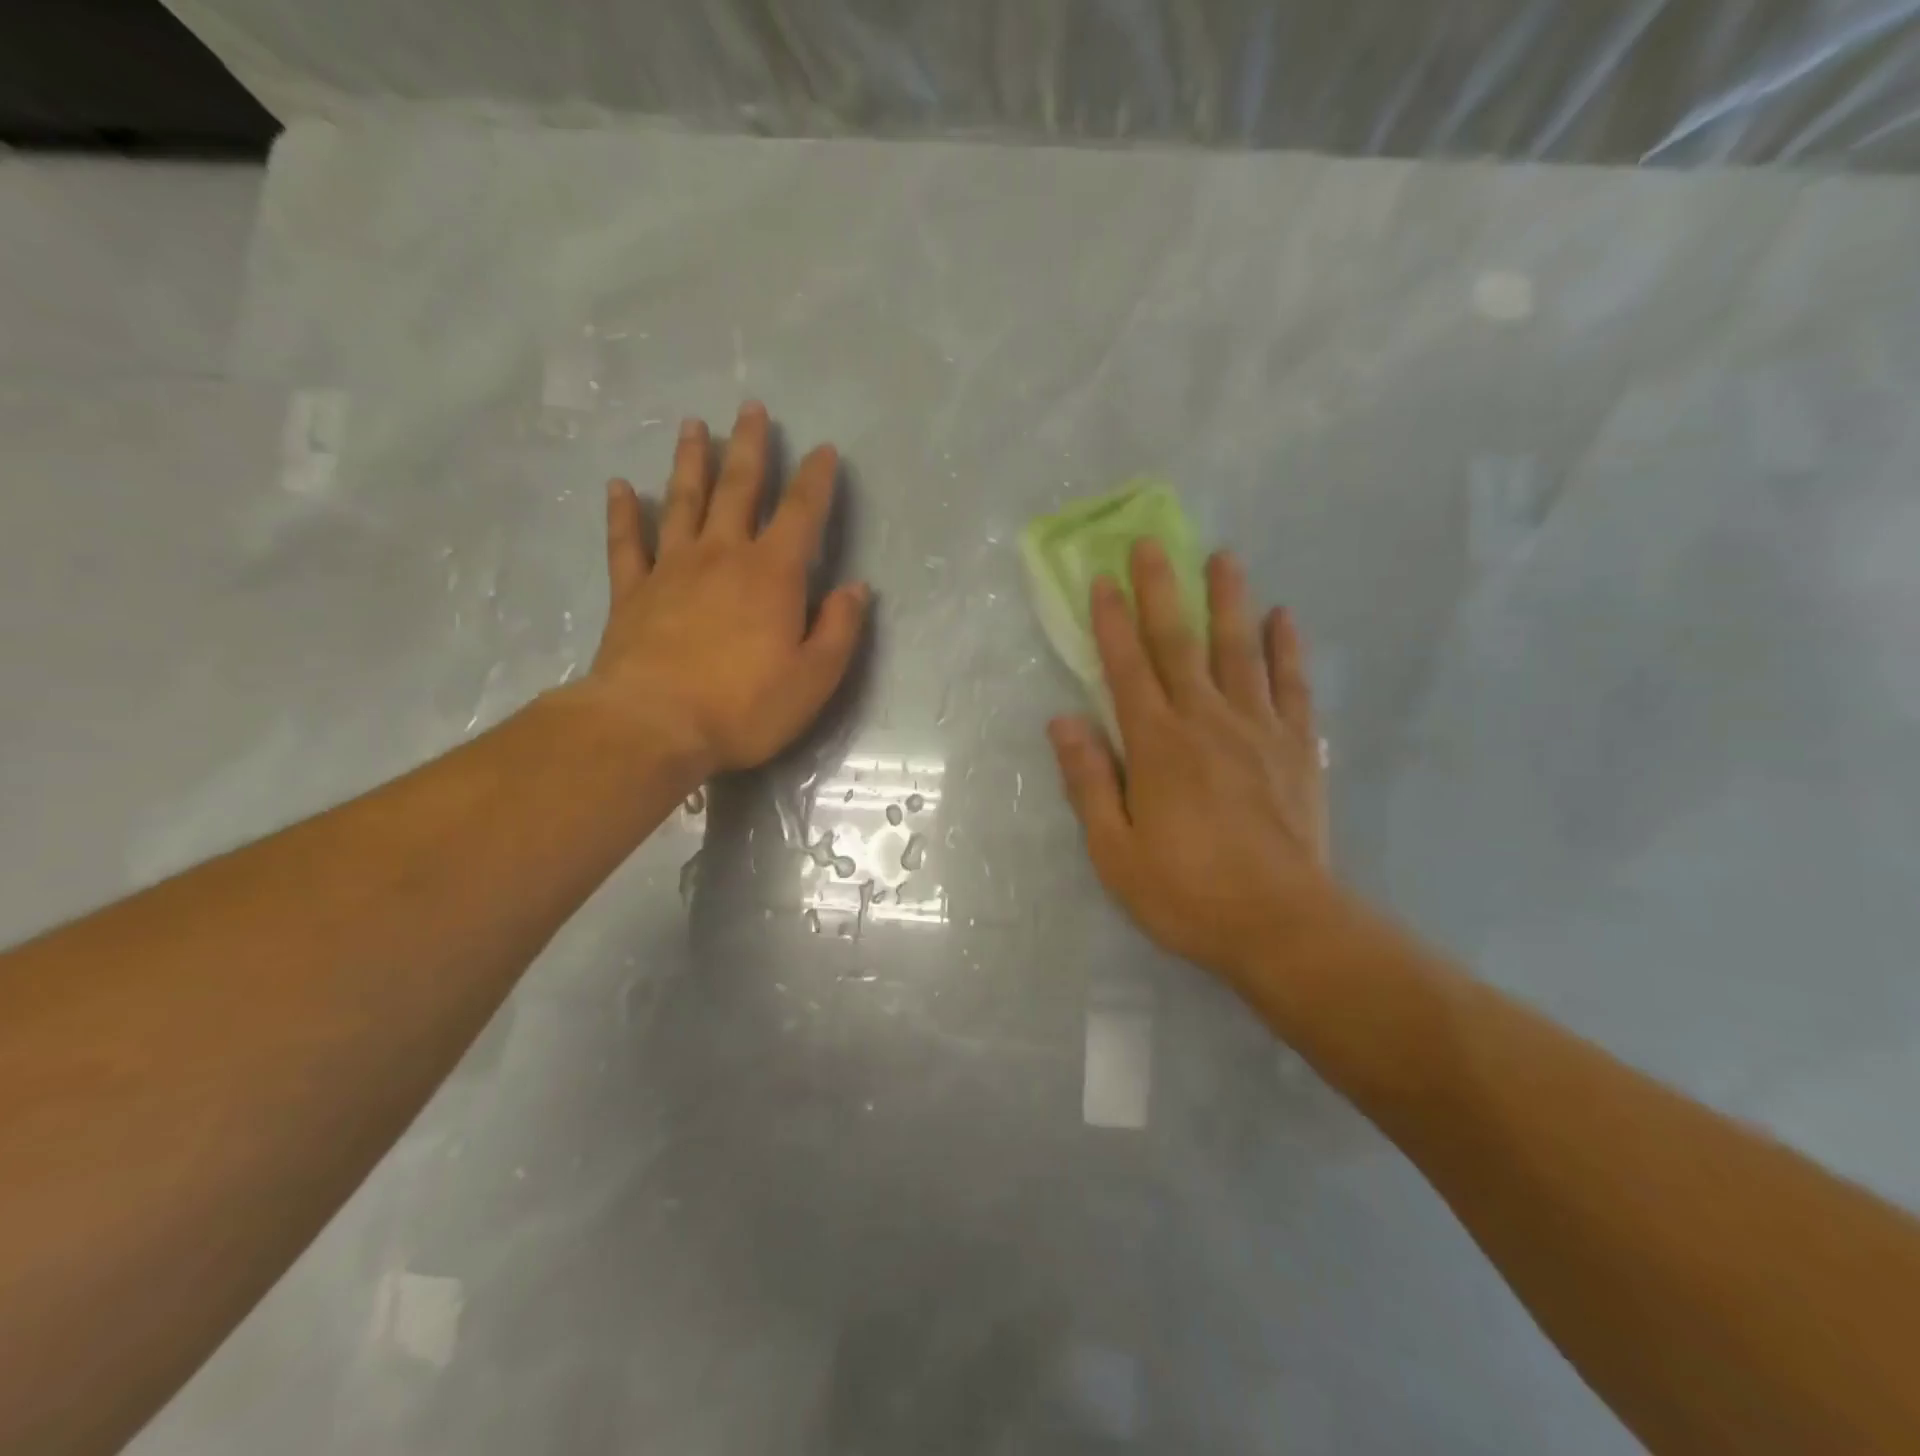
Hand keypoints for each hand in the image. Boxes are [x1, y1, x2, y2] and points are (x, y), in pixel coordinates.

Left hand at [584, 402, 868, 778]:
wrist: (654, 726)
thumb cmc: (745, 706)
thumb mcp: (815, 678)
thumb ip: (840, 629)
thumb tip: (856, 588)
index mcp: (772, 574)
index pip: (801, 513)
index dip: (815, 479)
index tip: (823, 449)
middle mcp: (722, 556)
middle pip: (738, 489)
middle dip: (749, 447)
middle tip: (751, 407)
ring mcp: (671, 569)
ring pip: (682, 501)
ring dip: (690, 461)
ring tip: (693, 426)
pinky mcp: (631, 593)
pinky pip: (626, 542)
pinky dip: (622, 513)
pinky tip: (620, 487)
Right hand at [1047, 541, 1333, 986]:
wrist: (1282, 925)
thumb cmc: (1186, 893)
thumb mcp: (1115, 850)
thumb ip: (1088, 780)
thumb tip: (1062, 721)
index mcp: (1157, 745)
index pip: (1127, 669)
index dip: (1112, 623)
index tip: (1102, 580)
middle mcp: (1206, 721)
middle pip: (1181, 643)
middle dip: (1163, 590)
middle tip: (1154, 542)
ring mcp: (1259, 730)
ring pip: (1241, 650)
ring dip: (1229, 601)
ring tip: (1224, 557)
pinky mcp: (1298, 749)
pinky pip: (1293, 686)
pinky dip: (1287, 649)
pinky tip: (1284, 618)